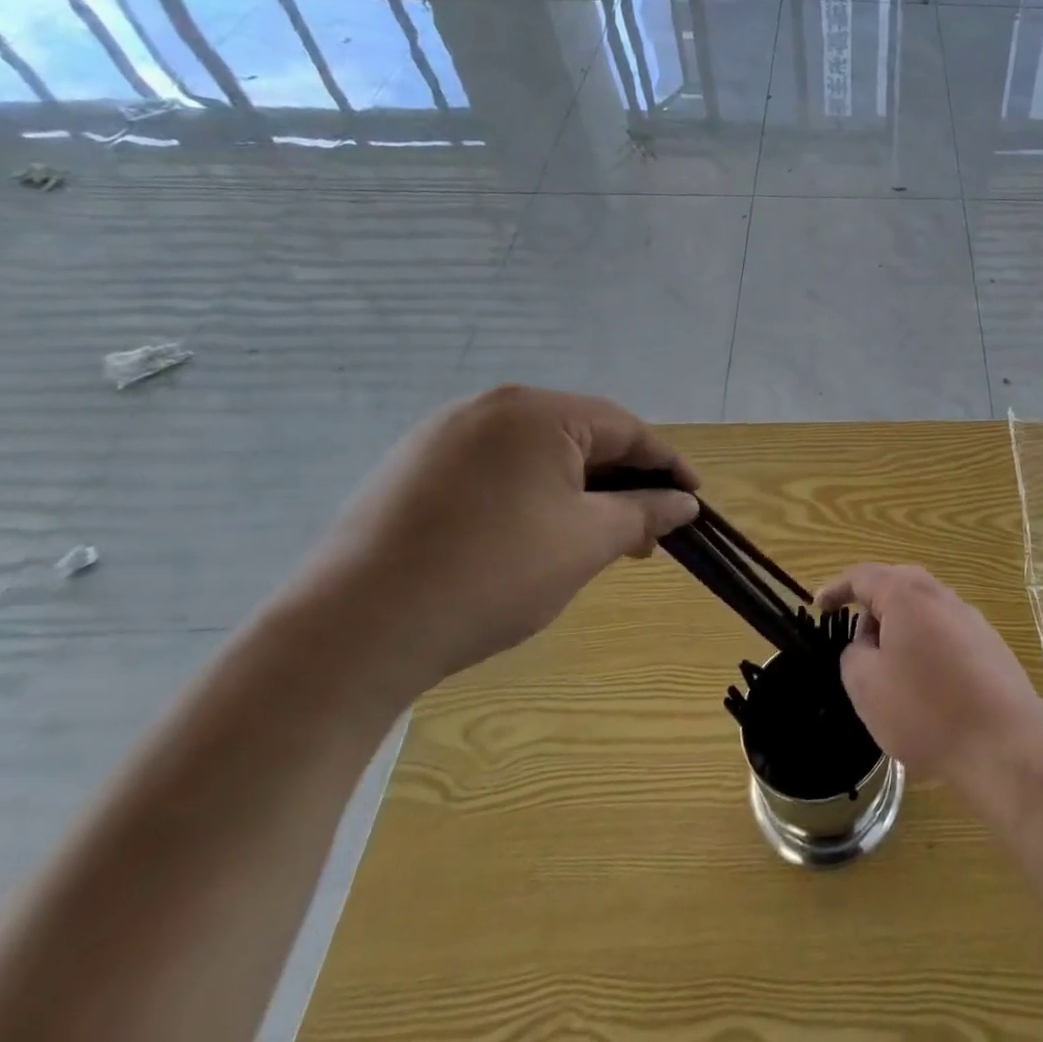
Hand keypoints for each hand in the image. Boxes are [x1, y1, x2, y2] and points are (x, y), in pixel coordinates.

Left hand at [279, 386, 699, 703]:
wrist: (348, 633)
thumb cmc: (492, 574)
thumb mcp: (587, 542)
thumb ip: (645, 513)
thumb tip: (684, 503)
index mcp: (537, 411)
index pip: (626, 428)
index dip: (667, 465)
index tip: (694, 499)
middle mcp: (488, 407)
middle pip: (580, 437)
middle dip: (621, 483)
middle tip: (646, 531)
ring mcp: (440, 437)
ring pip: (536, 456)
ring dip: (577, 493)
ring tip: (595, 540)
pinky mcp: (408, 471)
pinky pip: (492, 471)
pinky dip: (529, 497)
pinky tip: (533, 538)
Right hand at [816, 564, 1042, 783]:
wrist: (1005, 742)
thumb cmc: (926, 710)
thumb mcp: (866, 687)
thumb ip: (853, 655)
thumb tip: (867, 643)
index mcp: (907, 594)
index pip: (863, 576)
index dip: (837, 589)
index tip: (819, 606)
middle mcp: (941, 595)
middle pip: (897, 587)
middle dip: (872, 610)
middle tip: (854, 642)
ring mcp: (970, 618)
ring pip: (923, 612)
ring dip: (900, 632)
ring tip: (888, 674)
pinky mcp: (989, 645)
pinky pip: (944, 634)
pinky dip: (925, 649)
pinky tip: (925, 690)